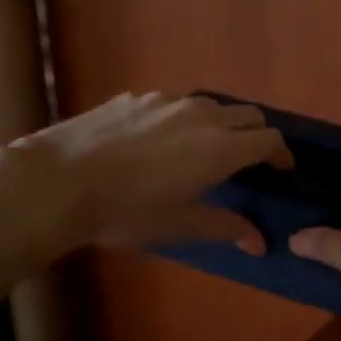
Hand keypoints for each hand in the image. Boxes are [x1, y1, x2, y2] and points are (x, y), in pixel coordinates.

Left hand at [13, 91, 291, 253]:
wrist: (58, 181)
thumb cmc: (127, 211)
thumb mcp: (180, 225)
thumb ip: (225, 227)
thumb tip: (260, 242)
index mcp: (219, 148)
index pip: (269, 139)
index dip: (282, 154)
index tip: (282, 170)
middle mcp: (199, 116)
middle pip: (247, 113)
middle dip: (257, 134)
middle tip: (251, 161)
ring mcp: (164, 101)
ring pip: (210, 105)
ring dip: (221, 124)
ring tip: (205, 151)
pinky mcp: (134, 98)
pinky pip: (173, 104)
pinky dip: (183, 120)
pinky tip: (160, 144)